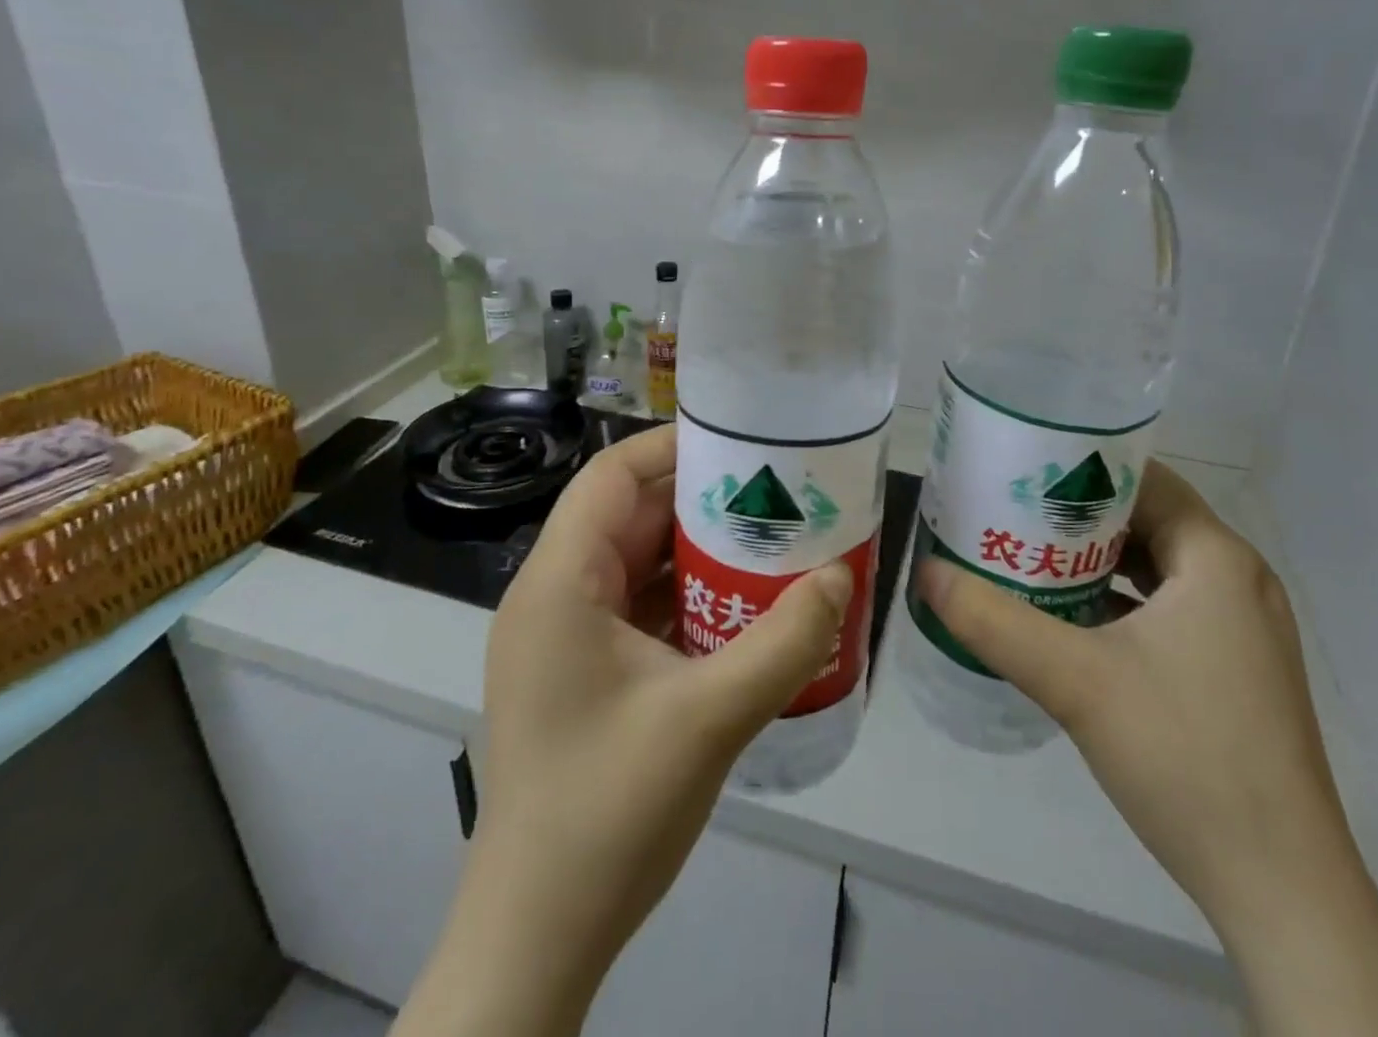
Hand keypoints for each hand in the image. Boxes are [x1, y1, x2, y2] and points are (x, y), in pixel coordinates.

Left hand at [394, 425, 852, 1036]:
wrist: (539, 935)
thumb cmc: (607, 812)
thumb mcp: (708, 719)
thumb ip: (782, 643)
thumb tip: (838, 577)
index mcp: (560, 584)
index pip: (611, 476)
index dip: (672, 446)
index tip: (742, 442)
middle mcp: (555, 596)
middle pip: (629, 514)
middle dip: (700, 497)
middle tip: (774, 489)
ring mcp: (568, 637)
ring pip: (638, 561)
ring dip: (699, 549)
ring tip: (770, 536)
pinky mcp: (586, 671)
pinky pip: (642, 606)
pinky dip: (689, 595)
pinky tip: (744, 603)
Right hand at [918, 460, 1377, 1035]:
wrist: (1281, 891)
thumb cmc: (1185, 756)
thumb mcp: (1075, 681)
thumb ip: (993, 620)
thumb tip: (926, 572)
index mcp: (1218, 559)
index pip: (1145, 478)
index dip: (1082, 467)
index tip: (1022, 469)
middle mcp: (1238, 580)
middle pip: (1147, 519)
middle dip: (1078, 515)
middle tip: (1011, 512)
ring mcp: (1242, 629)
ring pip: (1157, 567)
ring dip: (1096, 560)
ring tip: (1029, 556)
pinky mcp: (1235, 670)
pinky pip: (1168, 608)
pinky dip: (1119, 601)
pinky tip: (1068, 620)